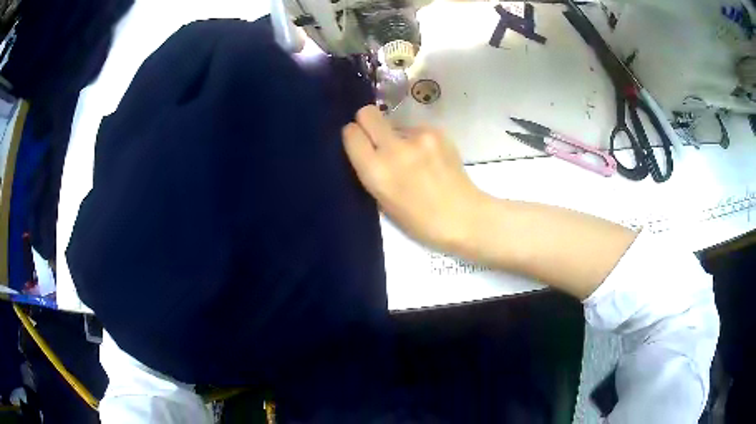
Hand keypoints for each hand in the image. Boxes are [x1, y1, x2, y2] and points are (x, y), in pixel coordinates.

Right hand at [342, 105, 485, 250]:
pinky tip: (429, 158)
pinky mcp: (437, 132)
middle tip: (377, 139)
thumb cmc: (420, 222)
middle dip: (367, 122)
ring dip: (396, 136)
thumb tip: (366, 149)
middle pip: (367, 113)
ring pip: (394, 122)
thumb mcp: (383, 202)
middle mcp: (394, 149)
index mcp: (377, 172)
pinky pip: (416, 129)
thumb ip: (371, 172)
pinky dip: (417, 140)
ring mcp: (419, 137)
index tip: (358, 143)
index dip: (353, 136)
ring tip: (413, 158)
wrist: (464, 217)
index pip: (351, 133)